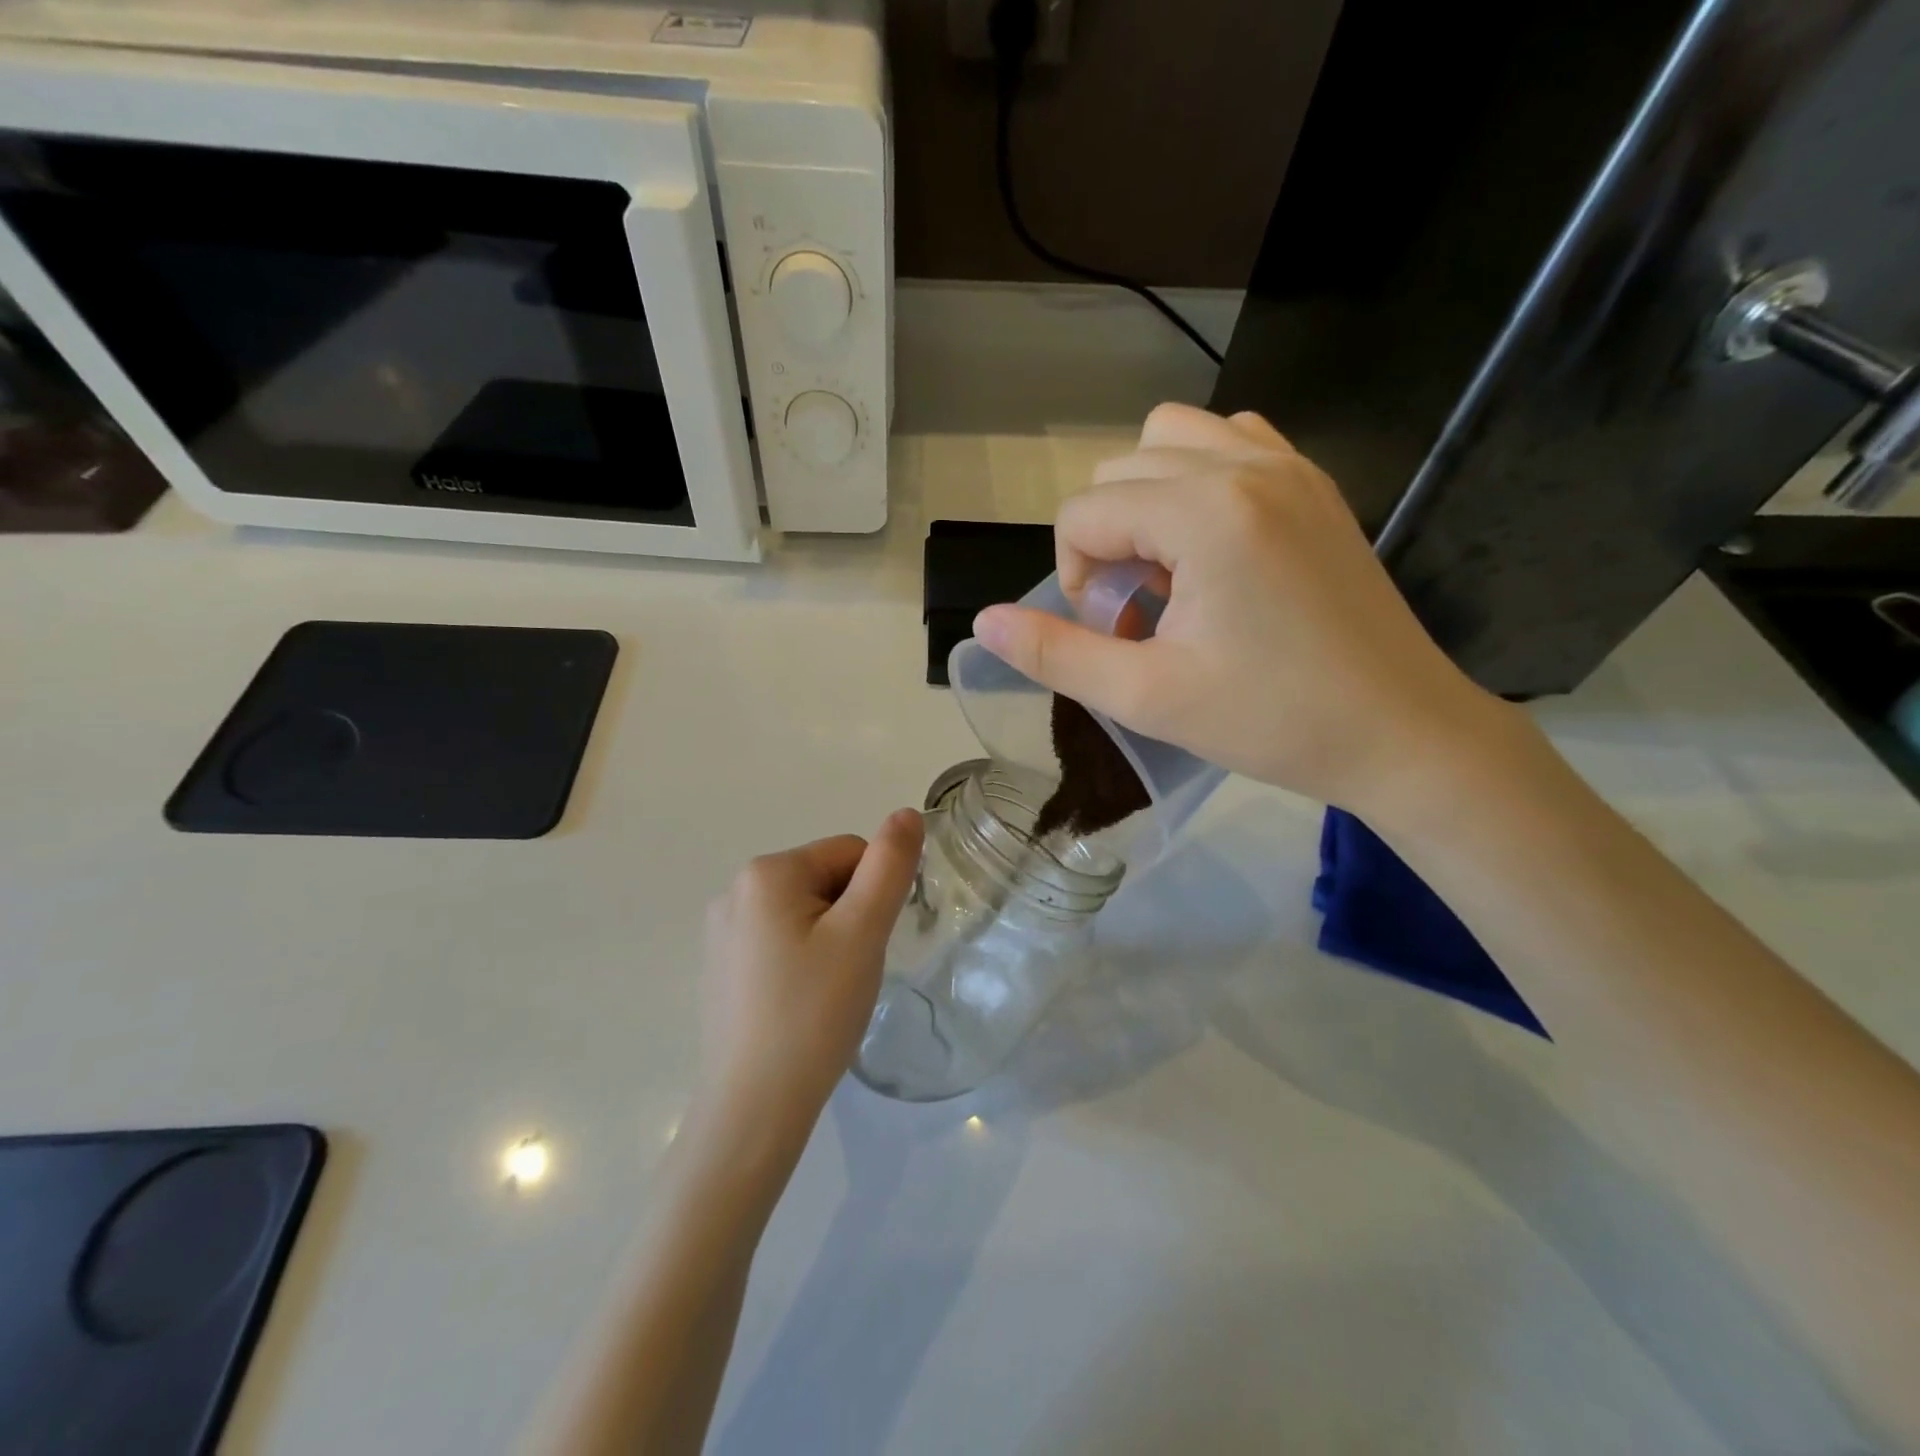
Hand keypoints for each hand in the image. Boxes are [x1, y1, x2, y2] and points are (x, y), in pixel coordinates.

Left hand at [699, 811, 923, 1151]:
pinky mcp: (720, 967)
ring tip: (826, 992)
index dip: (873, 895)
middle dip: (849, 917)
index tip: (867, 946)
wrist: (753, 1109)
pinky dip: (802, 962)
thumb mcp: (863, 932)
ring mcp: (722, 931)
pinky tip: (800, 1005)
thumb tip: (906, 812)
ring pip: (805, 912)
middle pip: (824, 879)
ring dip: (829, 940)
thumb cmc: (814, 1012)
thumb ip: (889, 865)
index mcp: (766, 872)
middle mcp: (734, 890)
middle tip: (849, 972)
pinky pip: (779, 941)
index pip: (849, 852)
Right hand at [971, 403, 1513, 815]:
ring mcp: (1289, 464)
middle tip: (1143, 612)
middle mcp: (1246, 464)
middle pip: (1119, 468)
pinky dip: (1197, 480)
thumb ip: (1056, 654)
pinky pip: (1230, 442)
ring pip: (1171, 438)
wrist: (1402, 732)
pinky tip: (1213, 546)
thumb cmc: (1273, 720)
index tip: (1116, 634)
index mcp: (1204, 512)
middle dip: (1108, 540)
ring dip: (1146, 500)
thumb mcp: (1147, 697)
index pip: (1084, 513)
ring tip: (1174, 572)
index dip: (1076, 578)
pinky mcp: (1315, 482)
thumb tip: (983, 623)